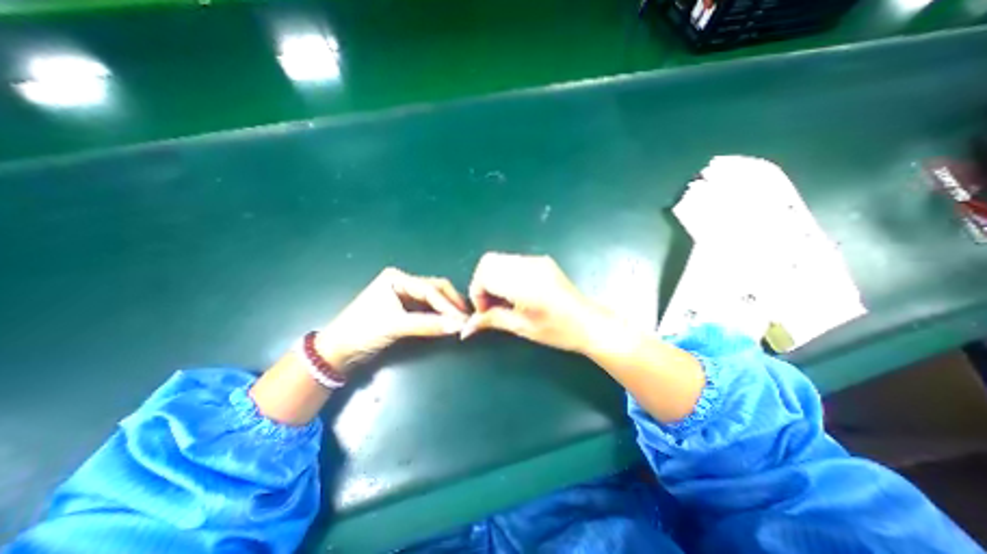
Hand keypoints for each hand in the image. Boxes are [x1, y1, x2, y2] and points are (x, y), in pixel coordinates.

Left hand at [316, 269, 469, 372]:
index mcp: (397, 278)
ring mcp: (404, 295)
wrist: (337, 351)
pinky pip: (427, 309)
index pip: (430, 289)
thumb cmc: (362, 331)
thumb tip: (458, 326)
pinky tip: (448, 322)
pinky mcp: (405, 308)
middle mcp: (403, 282)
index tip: (463, 319)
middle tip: (466, 318)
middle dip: (451, 303)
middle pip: (434, 290)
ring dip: (447, 309)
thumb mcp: (396, 326)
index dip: (448, 305)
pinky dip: (438, 315)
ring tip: (460, 320)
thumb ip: (428, 325)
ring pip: (433, 299)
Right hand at [464, 251, 610, 351]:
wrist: (590, 323)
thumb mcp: (523, 328)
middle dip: (482, 283)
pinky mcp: (541, 261)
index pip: (486, 275)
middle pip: (489, 261)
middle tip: (489, 305)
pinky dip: (504, 275)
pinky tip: (513, 293)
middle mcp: (530, 265)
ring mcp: (537, 260)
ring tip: (501, 300)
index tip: (484, 311)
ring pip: (499, 259)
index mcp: (526, 283)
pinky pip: (512, 261)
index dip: (477, 293)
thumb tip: (467, 325)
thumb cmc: (559, 331)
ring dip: (492, 278)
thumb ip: (492, 320)